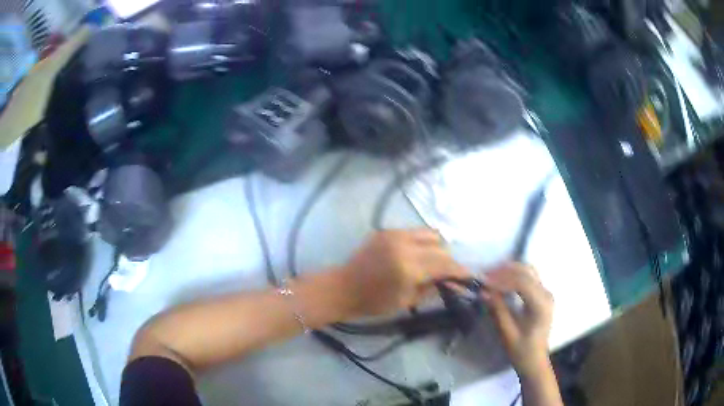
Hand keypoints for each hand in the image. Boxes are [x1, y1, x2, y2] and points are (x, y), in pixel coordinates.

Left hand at [339, 229, 467, 318]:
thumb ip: (433, 288)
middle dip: (448, 260)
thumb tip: (455, 284)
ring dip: (437, 247)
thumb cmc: (373, 302)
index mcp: (409, 266)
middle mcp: (404, 244)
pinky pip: (413, 232)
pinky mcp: (386, 231)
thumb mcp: (406, 300)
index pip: (444, 264)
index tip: (469, 276)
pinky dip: (421, 242)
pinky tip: (416, 255)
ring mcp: (394, 234)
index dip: (459, 270)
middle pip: (440, 245)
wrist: (343, 287)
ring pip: (429, 233)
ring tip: (432, 262)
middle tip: (447, 273)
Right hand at [482, 263, 553, 377]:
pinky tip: (502, 280)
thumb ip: (498, 310)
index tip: (484, 283)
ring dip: (509, 270)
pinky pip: (529, 277)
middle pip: (526, 272)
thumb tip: (484, 292)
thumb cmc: (521, 351)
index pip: (523, 283)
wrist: (535, 360)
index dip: (502, 280)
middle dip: (504, 271)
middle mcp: (546, 294)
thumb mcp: (507, 333)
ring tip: (491, 277)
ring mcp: (545, 292)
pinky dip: (514, 275)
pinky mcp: (541, 294)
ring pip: (528, 270)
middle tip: (485, 277)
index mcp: (541, 305)